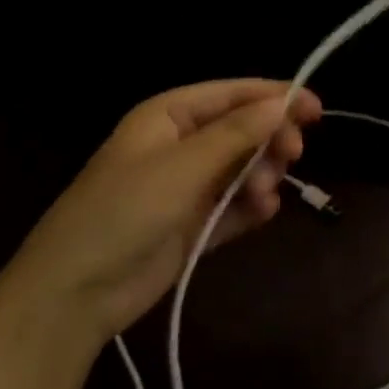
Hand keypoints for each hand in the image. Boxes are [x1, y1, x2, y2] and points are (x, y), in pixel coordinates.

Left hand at [14, 80, 320, 341]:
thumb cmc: (124, 210)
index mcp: (169, 116)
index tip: (315, 109)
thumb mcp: (183, 166)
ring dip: (261, 175)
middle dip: (269, 139)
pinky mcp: (190, 225)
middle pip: (241, 129)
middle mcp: (180, 145)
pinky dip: (250, 206)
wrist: (73, 294)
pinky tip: (263, 211)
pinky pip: (232, 205)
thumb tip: (282, 104)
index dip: (274, 96)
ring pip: (241, 167)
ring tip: (265, 195)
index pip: (232, 94)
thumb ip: (236, 134)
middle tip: (293, 155)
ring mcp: (185, 187)